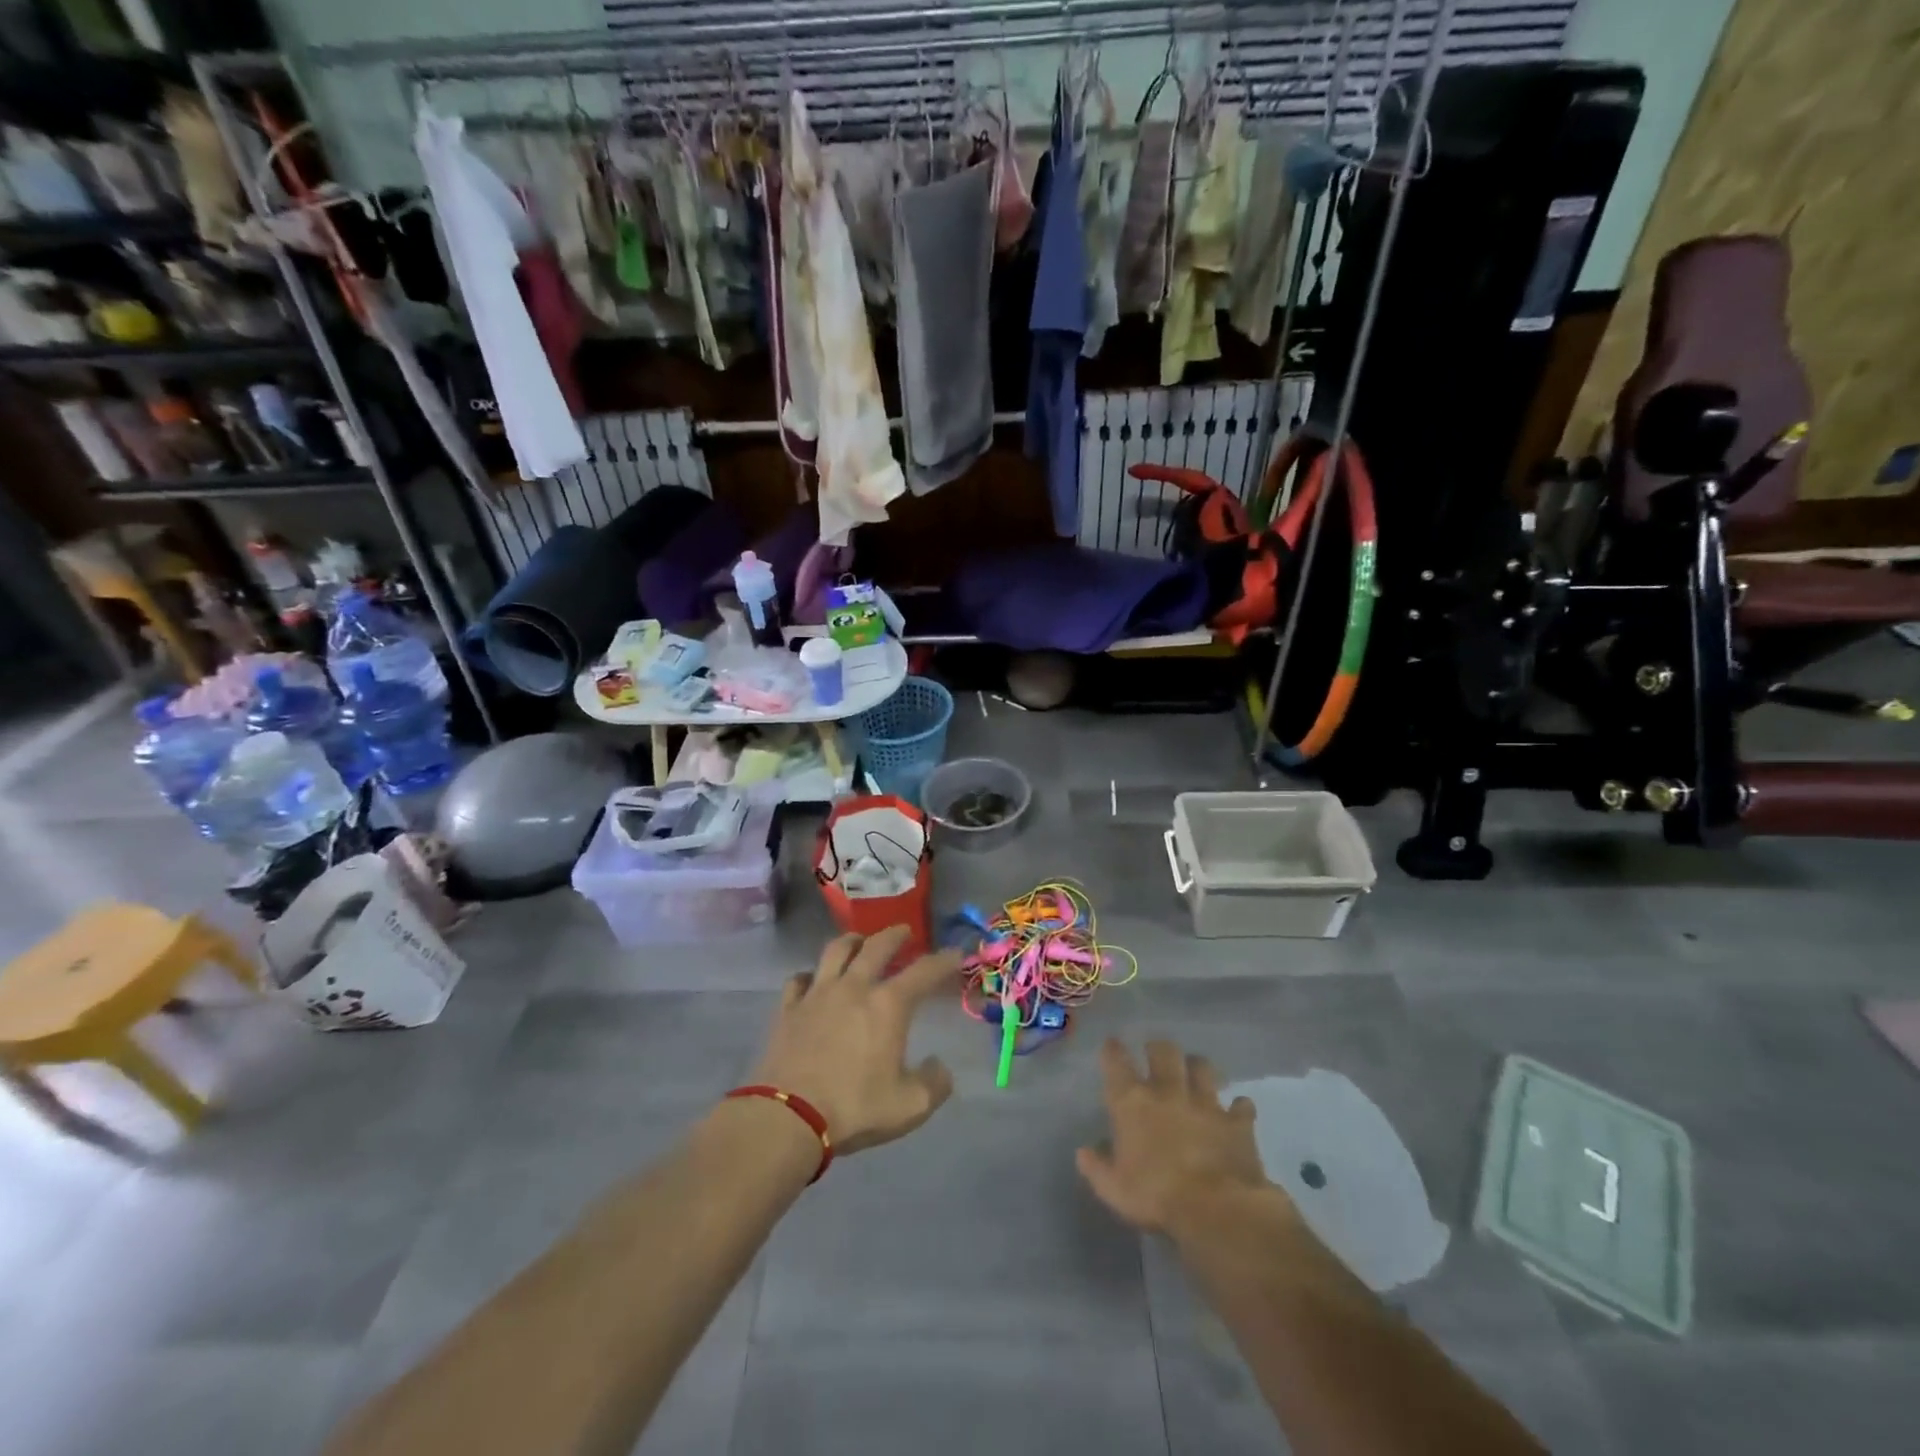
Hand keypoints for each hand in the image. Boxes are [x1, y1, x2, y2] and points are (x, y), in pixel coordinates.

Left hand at [750, 926, 958, 1156]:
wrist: (788, 1117)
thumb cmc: (854, 1108)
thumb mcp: (909, 1106)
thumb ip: (934, 1084)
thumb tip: (940, 1067)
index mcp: (888, 1005)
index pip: (924, 972)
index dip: (943, 960)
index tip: (955, 953)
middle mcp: (854, 988)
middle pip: (876, 946)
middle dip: (895, 935)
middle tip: (904, 932)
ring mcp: (817, 994)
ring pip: (836, 951)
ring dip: (852, 941)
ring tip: (859, 940)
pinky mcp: (788, 1009)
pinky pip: (799, 980)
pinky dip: (810, 975)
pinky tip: (812, 980)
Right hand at [1077, 1038, 1285, 1236]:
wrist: (1216, 1209)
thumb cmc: (1156, 1197)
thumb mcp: (1114, 1189)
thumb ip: (1097, 1167)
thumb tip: (1083, 1152)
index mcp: (1133, 1103)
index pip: (1116, 1062)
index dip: (1113, 1050)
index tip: (1112, 1045)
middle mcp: (1168, 1091)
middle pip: (1163, 1051)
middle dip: (1158, 1049)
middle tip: (1156, 1055)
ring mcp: (1206, 1103)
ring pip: (1202, 1067)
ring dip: (1197, 1067)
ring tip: (1195, 1073)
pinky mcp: (1237, 1122)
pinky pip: (1241, 1105)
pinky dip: (1239, 1107)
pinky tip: (1238, 1111)